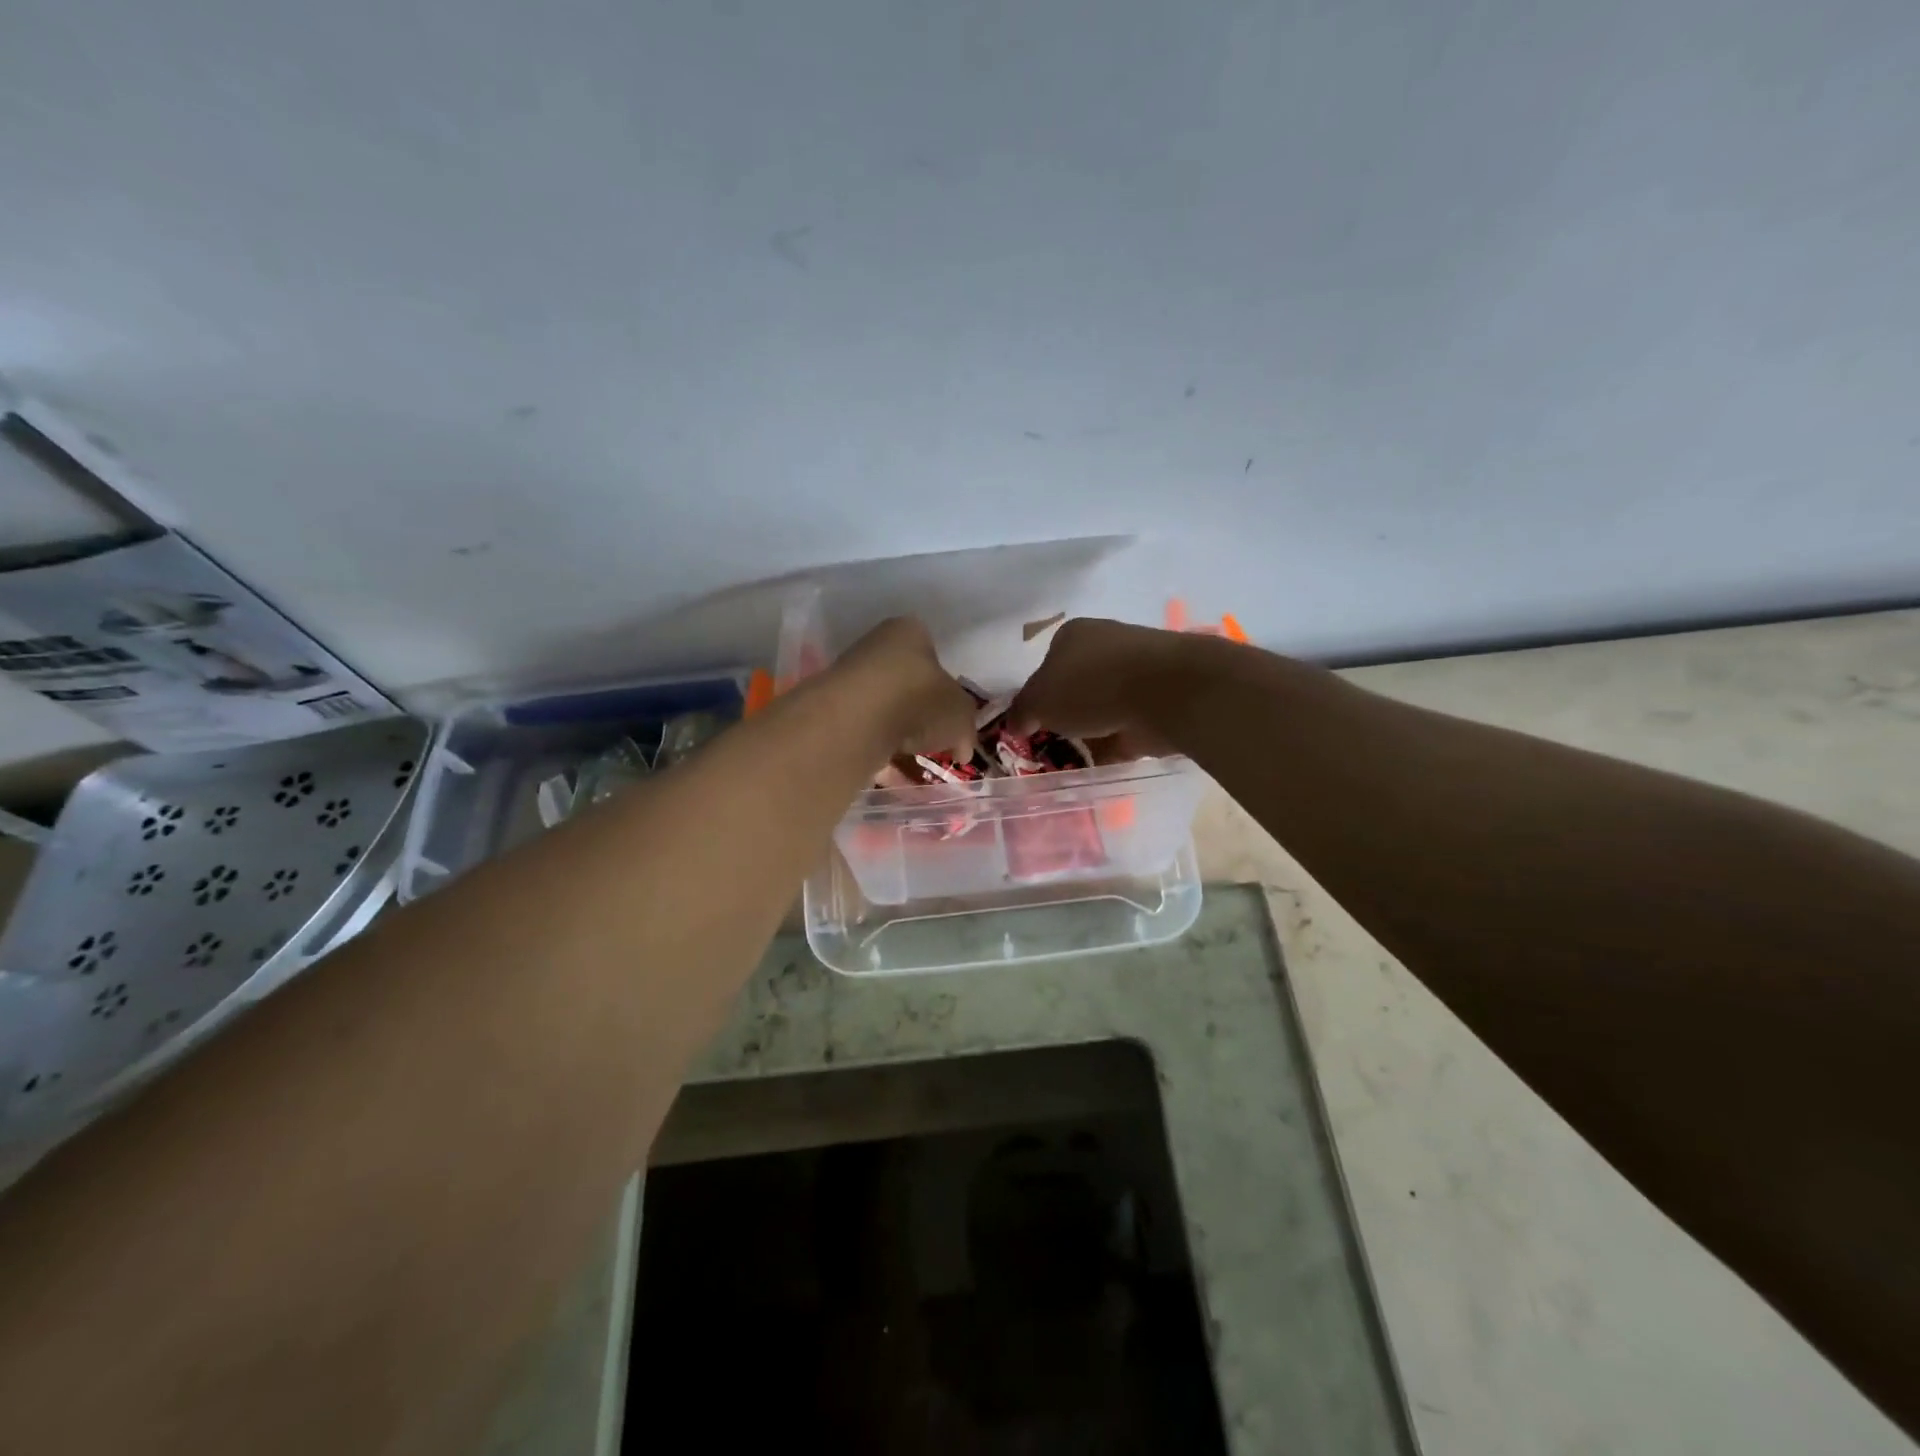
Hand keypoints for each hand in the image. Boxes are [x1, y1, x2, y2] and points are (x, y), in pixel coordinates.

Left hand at [829, 616, 978, 762]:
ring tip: (908, 757)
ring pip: (882, 707)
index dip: (945, 686)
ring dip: (895, 732)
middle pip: (905, 681)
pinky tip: (885, 766)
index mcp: (910, 632)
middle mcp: (875, 646)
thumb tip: (962, 749)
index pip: (932, 653)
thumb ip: (966, 730)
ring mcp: (848, 676)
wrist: (856, 722)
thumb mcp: (961, 715)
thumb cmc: (918, 701)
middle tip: (931, 739)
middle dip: (918, 712)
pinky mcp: (829, 708)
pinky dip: (874, 747)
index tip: (949, 715)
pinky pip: (861, 730)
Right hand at [1007, 618, 1193, 758]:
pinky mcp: (1159, 701)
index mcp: (1073, 635)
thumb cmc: (1090, 685)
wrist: (1165, 692)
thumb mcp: (1039, 700)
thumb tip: (1014, 724)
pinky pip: (1128, 727)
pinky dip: (1116, 744)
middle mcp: (1106, 647)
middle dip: (1066, 714)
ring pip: (1103, 707)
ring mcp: (1137, 673)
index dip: (1037, 695)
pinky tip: (1102, 764)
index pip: (1046, 665)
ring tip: (1075, 760)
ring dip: (1092, 731)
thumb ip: (1022, 712)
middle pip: (1076, 686)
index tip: (1034, 723)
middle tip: (1053, 743)